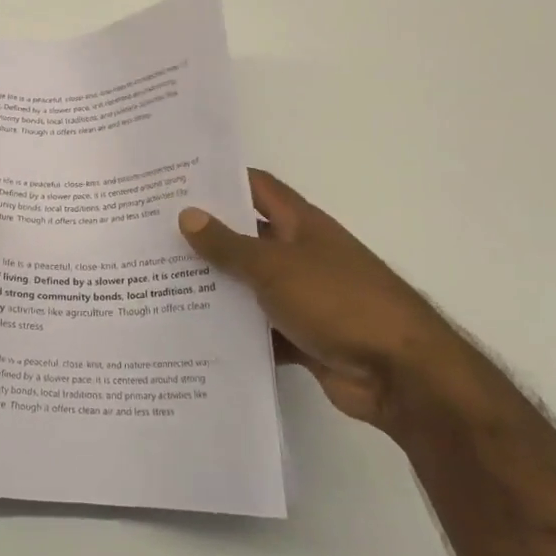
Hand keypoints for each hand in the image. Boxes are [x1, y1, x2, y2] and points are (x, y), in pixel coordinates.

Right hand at [178, 169, 476, 433]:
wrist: (403, 375)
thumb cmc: (339, 301)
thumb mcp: (275, 267)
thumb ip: (228, 245)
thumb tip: (187, 214)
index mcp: (300, 224)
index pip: (255, 187)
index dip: (219, 180)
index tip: (175, 181)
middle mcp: (301, 254)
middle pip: (246, 236)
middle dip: (206, 237)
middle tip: (153, 236)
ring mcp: (303, 297)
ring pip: (249, 285)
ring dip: (216, 288)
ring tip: (159, 286)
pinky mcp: (304, 337)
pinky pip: (260, 329)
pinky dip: (235, 332)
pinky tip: (193, 335)